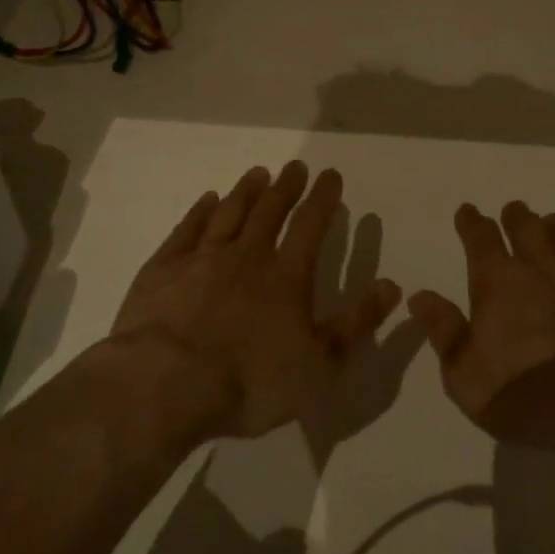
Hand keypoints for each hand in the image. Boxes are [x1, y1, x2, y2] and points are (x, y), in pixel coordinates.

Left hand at [110, 163, 403, 439]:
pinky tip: (206, 201)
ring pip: (229, 213)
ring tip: (258, 173)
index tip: (330, 174)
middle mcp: (246, 256)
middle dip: (286, 187)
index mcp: (286, 277)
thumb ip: (357, 324)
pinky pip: (186, 230)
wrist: (165, 387)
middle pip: (269, 211)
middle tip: (295, 166)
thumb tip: (391, 285)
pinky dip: (199, 212)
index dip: (323, 198)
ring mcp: (201, 259)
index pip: (311, 225)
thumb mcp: (319, 366)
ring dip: (245, 191)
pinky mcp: (163, 270)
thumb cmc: (250, 382)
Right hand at [408, 201, 554, 451]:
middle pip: (527, 227)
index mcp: (499, 281)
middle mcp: (541, 267)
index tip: (468, 211)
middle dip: (516, 216)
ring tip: (548, 226)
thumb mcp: (465, 375)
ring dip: (552, 229)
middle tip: (513, 211)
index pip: (481, 237)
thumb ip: (443, 331)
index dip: (472, 222)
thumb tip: (420, 296)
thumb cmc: (525, 397)